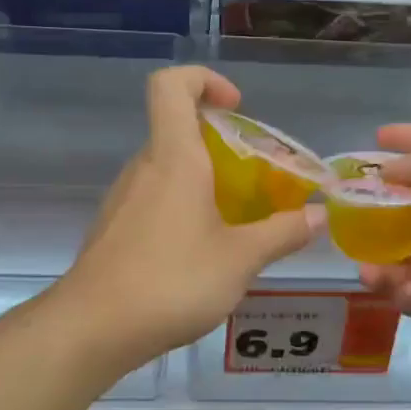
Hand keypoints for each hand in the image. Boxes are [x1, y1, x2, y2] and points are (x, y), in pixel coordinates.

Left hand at [59, 66, 318, 370]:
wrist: (92, 329)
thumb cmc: (171, 281)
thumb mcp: (240, 260)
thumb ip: (281, 234)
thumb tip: (318, 216)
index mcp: (173, 158)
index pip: (171, 85)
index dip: (204, 80)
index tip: (237, 108)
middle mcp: (143, 169)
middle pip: (177, 131)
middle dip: (222, 146)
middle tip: (257, 181)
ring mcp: (123, 200)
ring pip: (168, 171)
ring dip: (205, 183)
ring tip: (238, 224)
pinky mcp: (114, 231)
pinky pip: (155, 202)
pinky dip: (183, 210)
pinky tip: (203, 255)